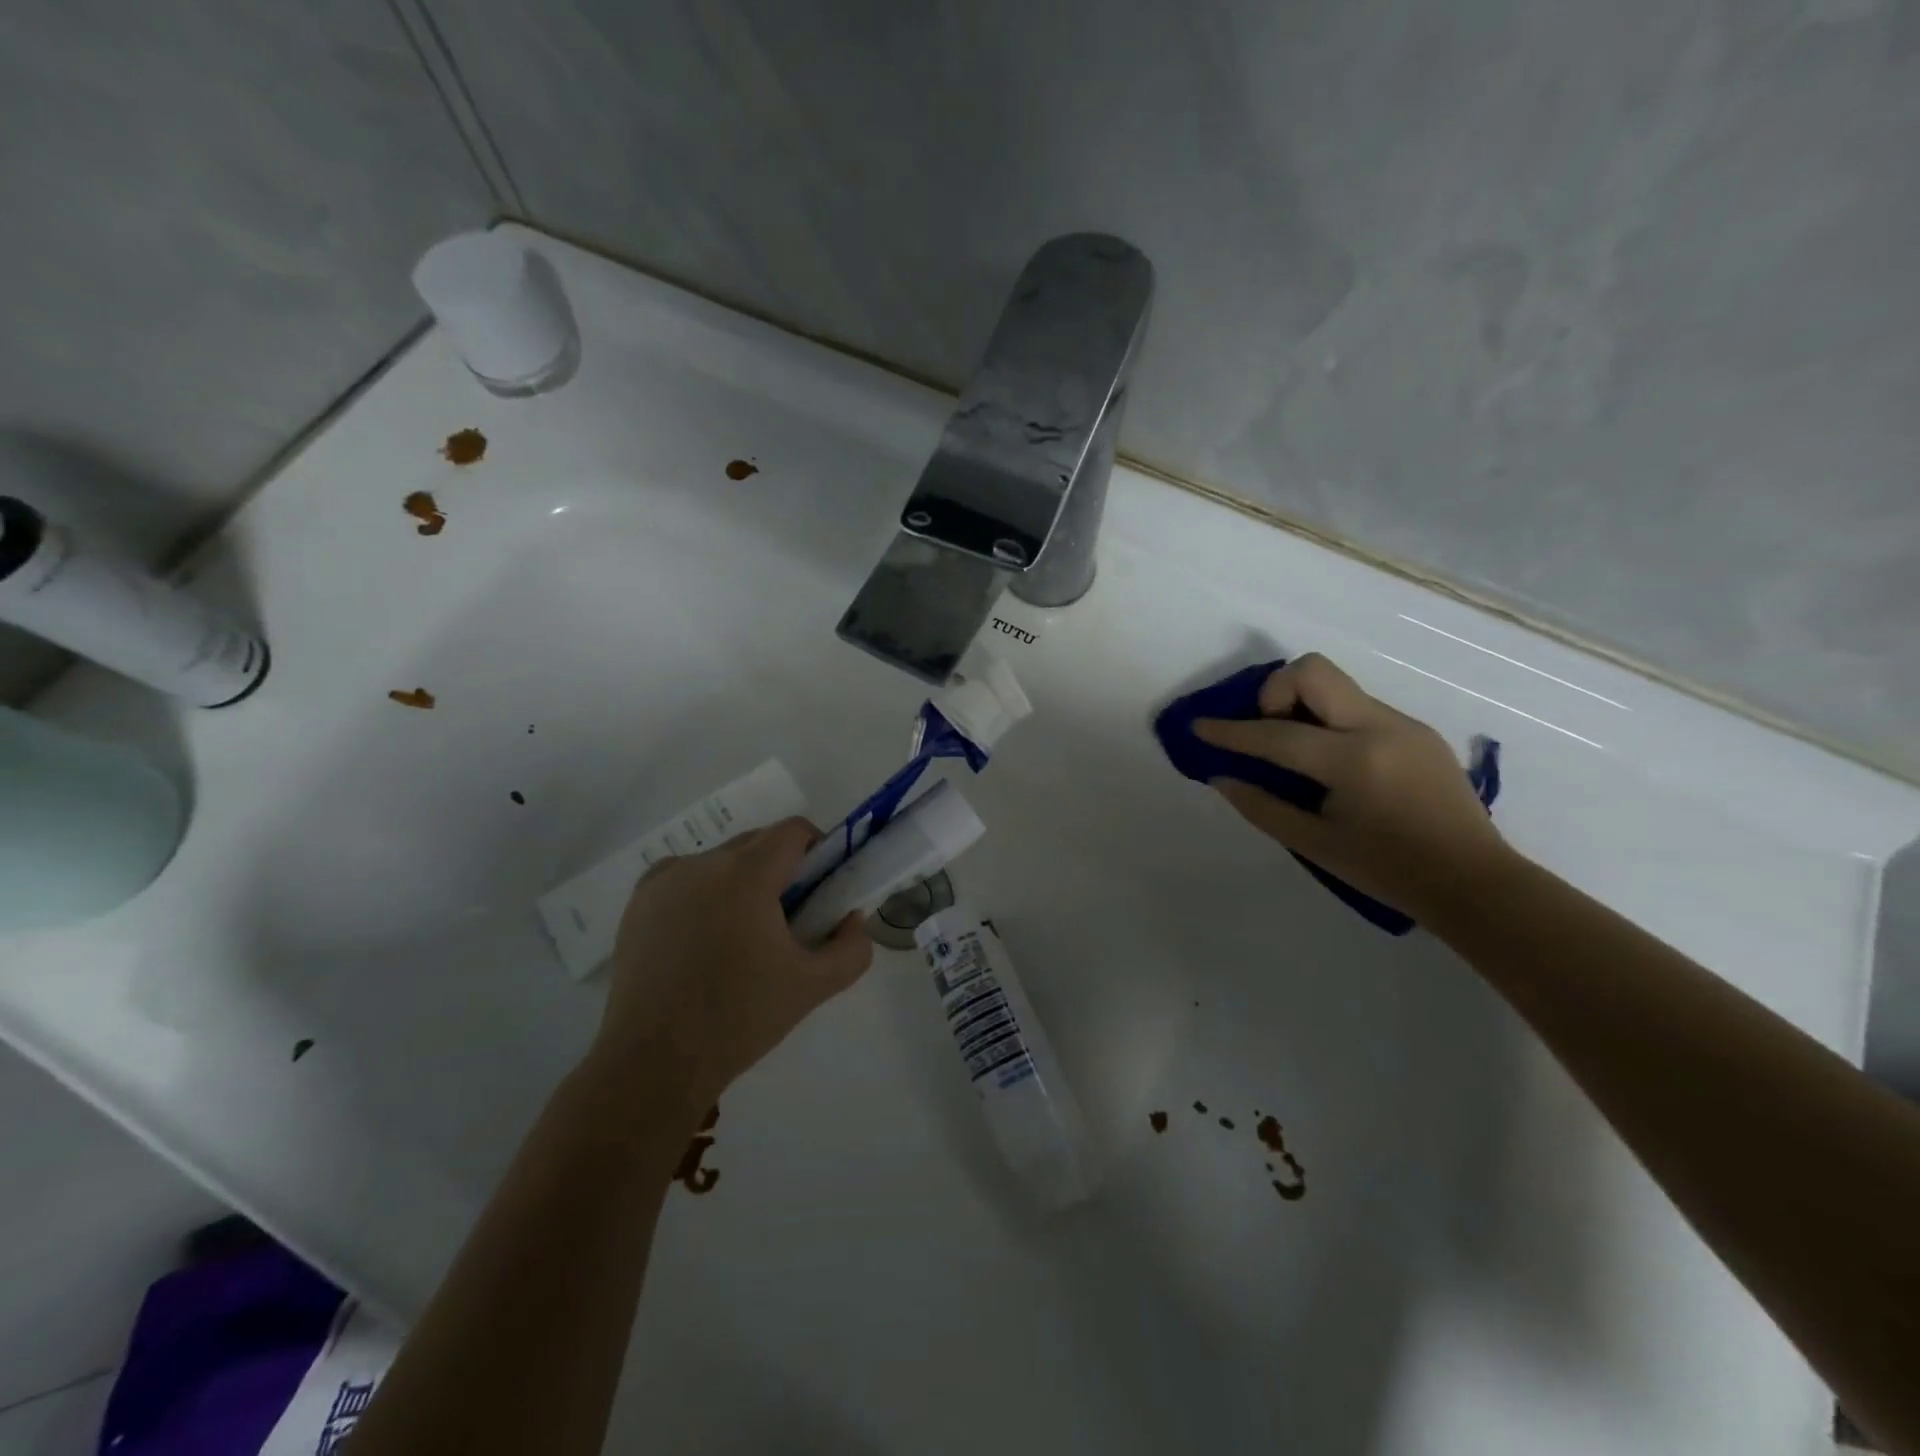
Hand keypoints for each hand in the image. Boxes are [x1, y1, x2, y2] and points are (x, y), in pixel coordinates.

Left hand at [587, 818, 872, 1120]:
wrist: (653, 1063)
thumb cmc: (739, 1018)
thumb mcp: (813, 986)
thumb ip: (852, 948)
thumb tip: (850, 919)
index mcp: (746, 874)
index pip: (793, 831)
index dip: (818, 851)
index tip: (821, 891)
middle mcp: (702, 863)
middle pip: (757, 844)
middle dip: (781, 870)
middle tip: (788, 921)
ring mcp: (664, 881)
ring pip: (721, 862)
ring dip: (742, 882)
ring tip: (740, 939)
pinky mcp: (637, 904)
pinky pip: (685, 880)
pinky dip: (703, 895)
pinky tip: (702, 942)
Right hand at [1196, 653, 1510, 920]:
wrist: (1475, 882)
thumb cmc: (1389, 871)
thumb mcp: (1314, 845)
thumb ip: (1262, 807)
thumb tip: (1222, 777)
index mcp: (1354, 761)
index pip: (1276, 734)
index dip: (1231, 731)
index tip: (1199, 725)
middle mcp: (1380, 727)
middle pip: (1313, 671)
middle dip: (1275, 690)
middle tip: (1267, 730)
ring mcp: (1403, 724)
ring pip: (1336, 685)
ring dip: (1302, 705)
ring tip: (1297, 751)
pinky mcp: (1416, 730)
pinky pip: (1357, 706)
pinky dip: (1329, 720)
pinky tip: (1332, 762)